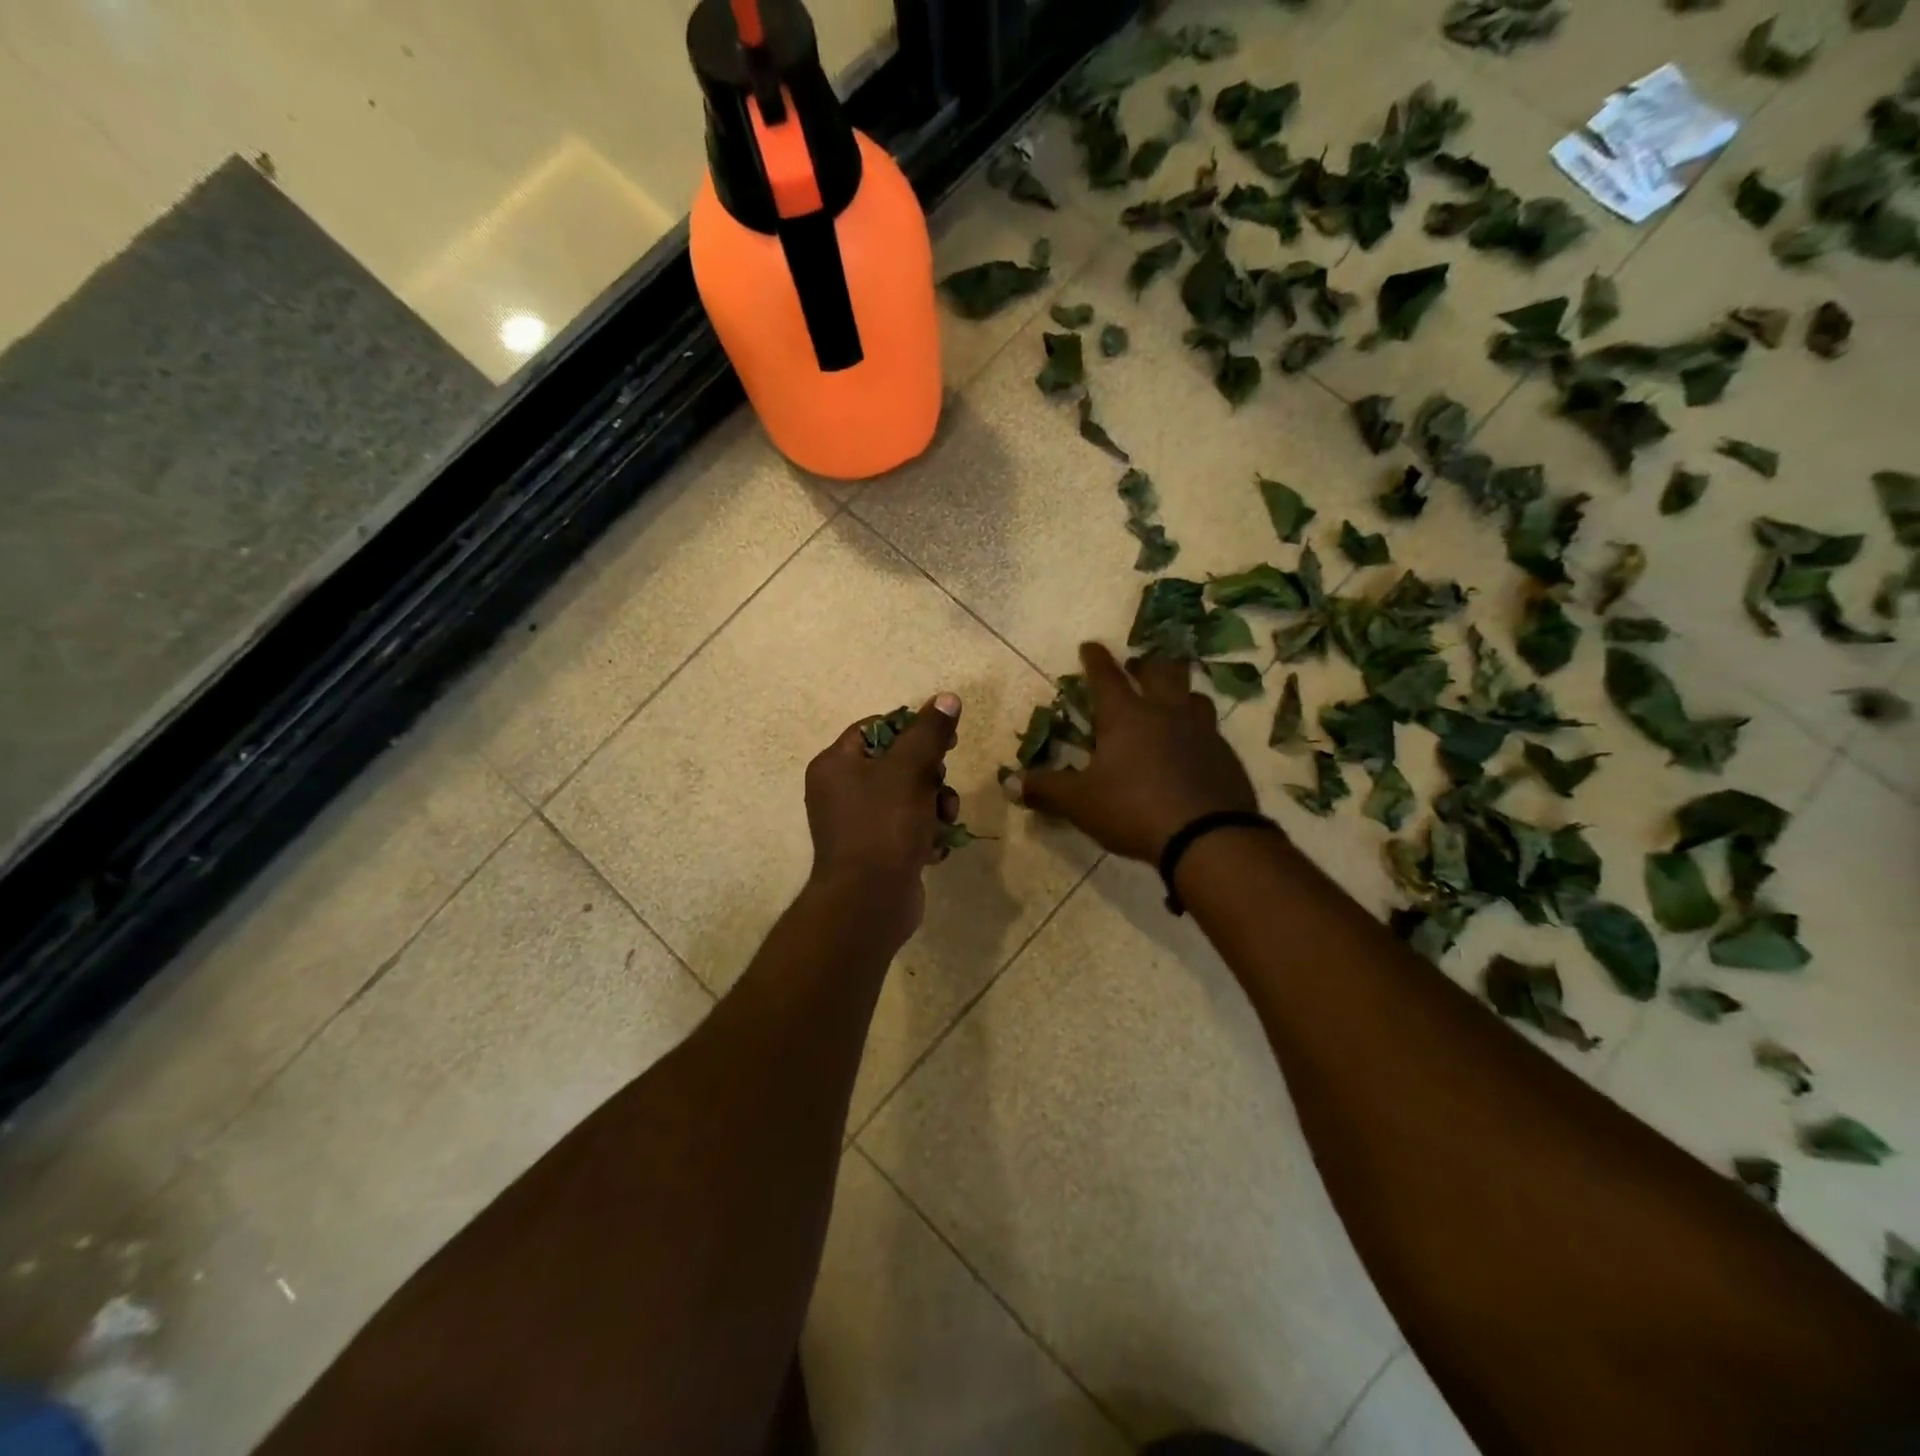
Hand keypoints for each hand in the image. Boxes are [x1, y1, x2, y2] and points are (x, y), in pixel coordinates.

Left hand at [804, 694, 961, 943]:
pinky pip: (908, 830)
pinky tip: (933, 849)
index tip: (945, 740)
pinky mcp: (876, 853)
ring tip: (943, 821)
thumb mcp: (910, 769)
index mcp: (836, 764)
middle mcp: (840, 792)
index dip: (913, 729)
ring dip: (935, 806)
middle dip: (930, 776)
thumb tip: (947, 697)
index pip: (877, 728)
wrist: (869, 902)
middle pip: (897, 764)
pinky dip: (925, 835)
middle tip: (941, 786)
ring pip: (909, 798)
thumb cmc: (884, 825)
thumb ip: (930, 732)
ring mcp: (857, 825)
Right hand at [1008, 644, 1255, 862]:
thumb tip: (1009, 783)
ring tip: (1172, 702)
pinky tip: (1194, 749)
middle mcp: (1166, 713)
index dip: (1095, 659)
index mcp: (1126, 716)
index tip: (1090, 645)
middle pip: (1161, 671)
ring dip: (1180, 693)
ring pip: (1194, 697)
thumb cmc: (1133, 809)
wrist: (1207, 837)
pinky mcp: (1225, 756)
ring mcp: (1202, 732)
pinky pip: (1211, 732)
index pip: (1106, 676)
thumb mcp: (1080, 803)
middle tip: (1138, 665)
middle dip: (1147, 663)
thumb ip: (1046, 789)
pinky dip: (1198, 731)